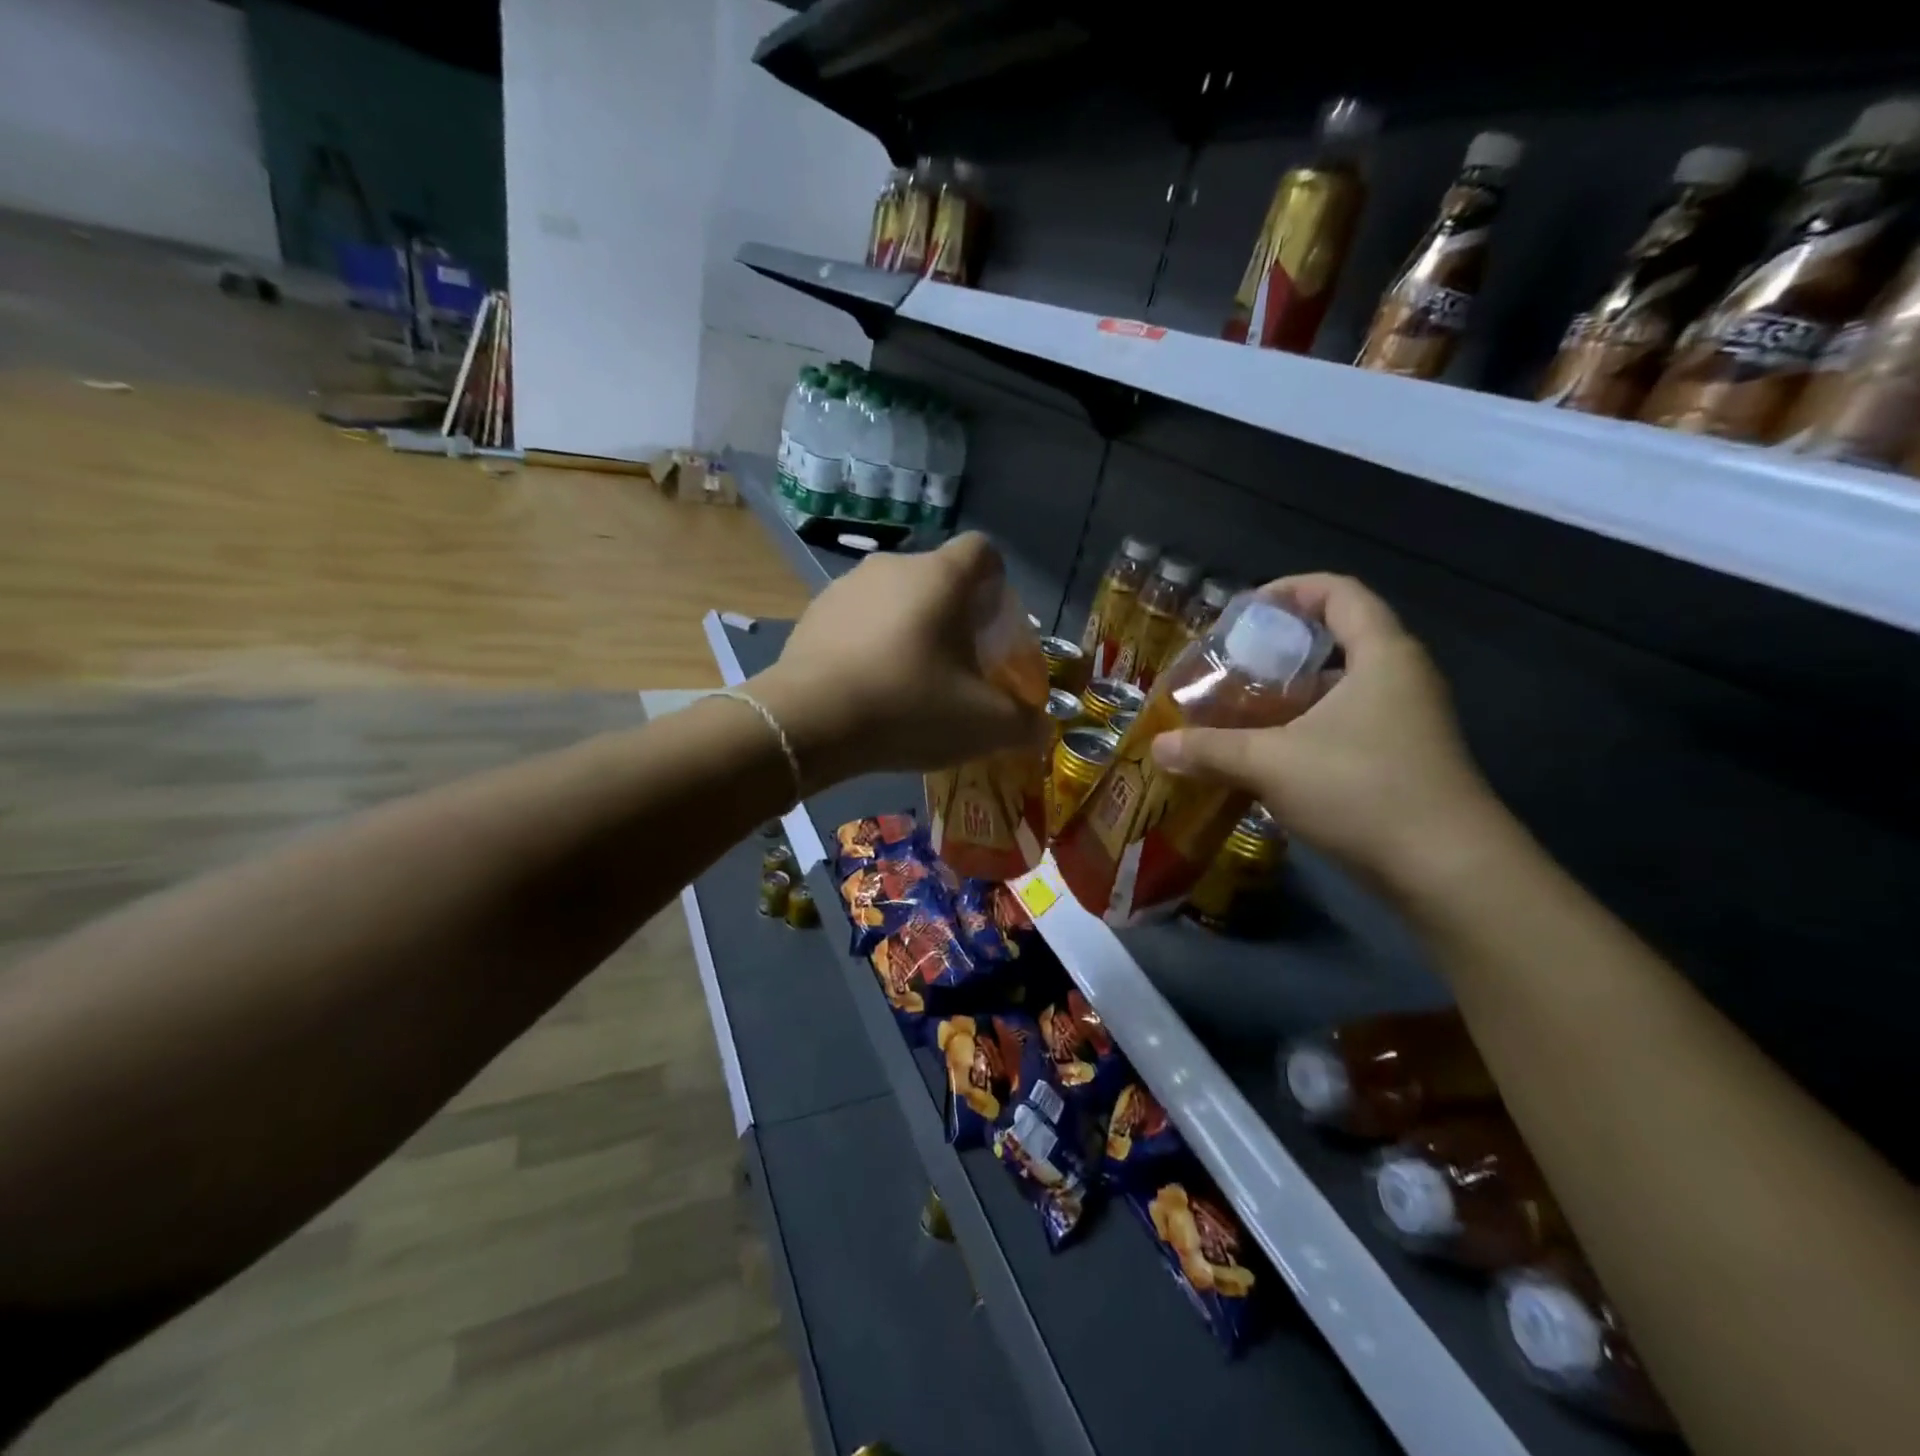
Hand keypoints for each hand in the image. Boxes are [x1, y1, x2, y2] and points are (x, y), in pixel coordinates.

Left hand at [749, 534, 1045, 789]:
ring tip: (910, 682)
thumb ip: (1024, 723)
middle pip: (940, 580)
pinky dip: (872, 643)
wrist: (809, 722)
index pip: (984, 552)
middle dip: (956, 618)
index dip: (998, 587)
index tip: (994, 631)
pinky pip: (858, 619)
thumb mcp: (984, 725)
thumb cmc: (909, 707)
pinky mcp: (813, 613)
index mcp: (942, 577)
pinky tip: (869, 686)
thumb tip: (1042, 728)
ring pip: (896, 600)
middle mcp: (894, 566)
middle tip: (959, 667)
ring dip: (911, 630)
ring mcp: (847, 586)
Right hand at [1151, 574, 1503, 891]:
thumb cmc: (1362, 790)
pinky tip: (1268, 758)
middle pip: (1338, 640)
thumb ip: (1211, 749)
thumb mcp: (1272, 764)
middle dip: (1279, 650)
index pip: (1339, 592)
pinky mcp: (1403, 761)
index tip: (1244, 613)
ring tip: (1239, 712)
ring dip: (1290, 697)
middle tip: (1231, 668)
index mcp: (1381, 656)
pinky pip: (1347, 726)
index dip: (1290, 590)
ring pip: (1340, 690)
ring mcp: (1407, 723)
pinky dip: (1306, 730)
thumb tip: (1158, 747)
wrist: (1447, 871)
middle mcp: (1400, 679)